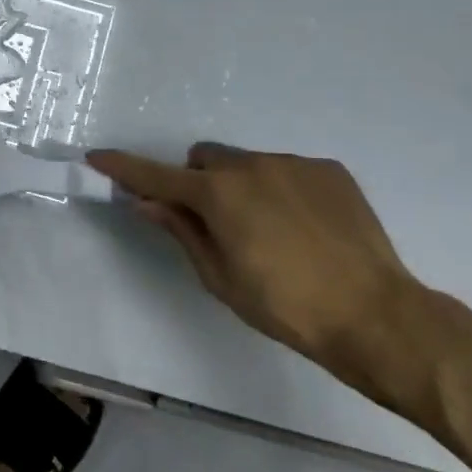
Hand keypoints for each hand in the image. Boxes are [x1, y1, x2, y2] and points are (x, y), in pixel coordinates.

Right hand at [88, 143, 419, 371]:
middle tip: (215, 223)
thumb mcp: (219, 276)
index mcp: (217, 194)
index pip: (156, 175)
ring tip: (272, 231)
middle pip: (204, 160)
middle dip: (198, 182)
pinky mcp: (328, 170)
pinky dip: (281, 189)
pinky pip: (287, 170)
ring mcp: (293, 164)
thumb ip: (181, 230)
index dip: (123, 167)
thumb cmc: (284, 305)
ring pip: (247, 163)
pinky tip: (305, 227)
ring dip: (241, 185)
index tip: (96, 157)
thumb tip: (146, 202)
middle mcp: (250, 165)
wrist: (375, 314)